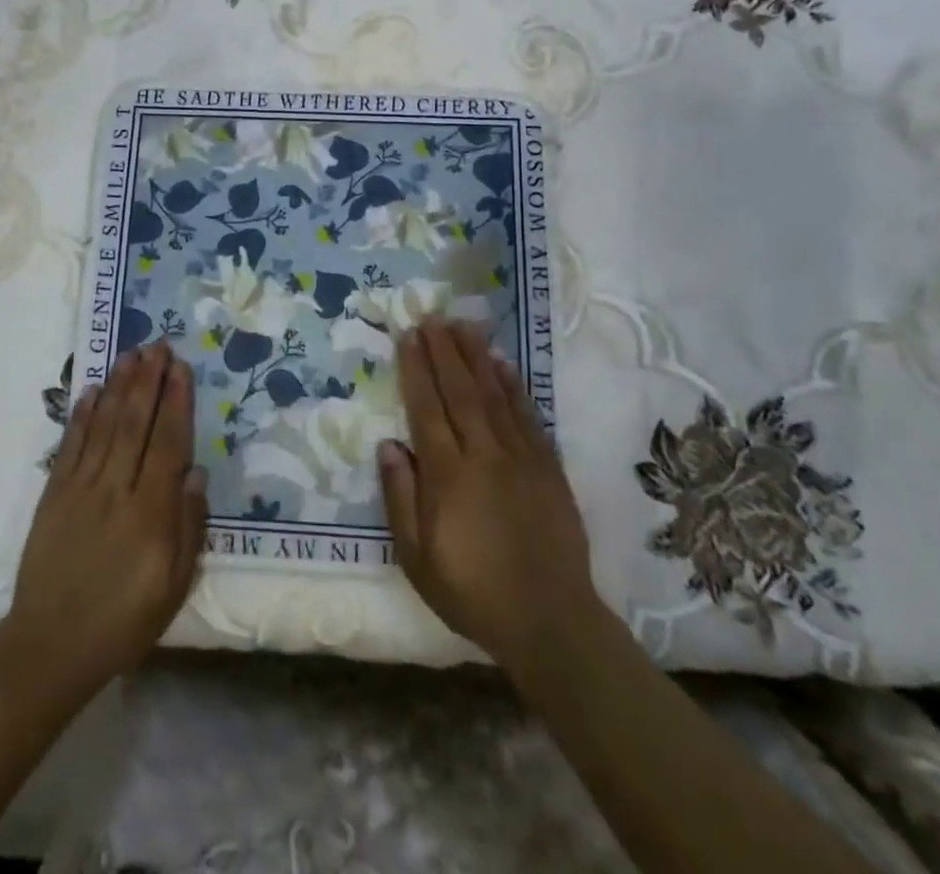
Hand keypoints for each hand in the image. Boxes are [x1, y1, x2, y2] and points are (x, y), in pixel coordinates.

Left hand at [4, 342, 207, 696]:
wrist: (50, 646)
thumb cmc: (123, 622)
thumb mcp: (173, 587)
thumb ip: (188, 527)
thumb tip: (196, 472)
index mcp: (150, 513)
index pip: (167, 444)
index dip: (176, 402)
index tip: (181, 368)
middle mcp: (115, 490)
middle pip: (135, 424)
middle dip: (148, 381)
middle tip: (158, 345)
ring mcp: (80, 489)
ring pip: (104, 426)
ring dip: (118, 386)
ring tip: (131, 354)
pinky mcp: (53, 495)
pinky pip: (70, 446)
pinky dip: (81, 416)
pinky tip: (91, 391)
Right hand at [378, 320, 603, 675]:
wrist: (550, 621)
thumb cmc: (472, 592)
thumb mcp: (418, 558)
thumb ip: (401, 498)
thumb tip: (388, 445)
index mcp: (448, 476)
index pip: (427, 409)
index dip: (416, 369)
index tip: (408, 336)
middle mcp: (484, 455)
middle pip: (460, 392)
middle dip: (444, 351)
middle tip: (433, 317)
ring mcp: (520, 459)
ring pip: (494, 396)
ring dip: (477, 357)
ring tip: (464, 326)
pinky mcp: (547, 468)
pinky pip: (528, 417)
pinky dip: (514, 387)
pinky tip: (504, 365)